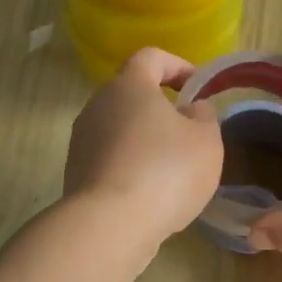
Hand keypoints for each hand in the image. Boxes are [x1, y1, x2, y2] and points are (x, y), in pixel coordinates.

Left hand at [64, 47, 222, 247]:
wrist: (110, 225)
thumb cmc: (166, 171)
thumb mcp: (206, 140)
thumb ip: (204, 115)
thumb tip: (191, 108)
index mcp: (129, 85)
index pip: (151, 57)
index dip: (178, 66)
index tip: (197, 87)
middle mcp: (98, 104)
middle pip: (131, 94)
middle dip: (161, 107)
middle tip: (188, 131)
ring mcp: (82, 140)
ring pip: (119, 128)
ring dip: (144, 139)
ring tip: (171, 168)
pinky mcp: (75, 172)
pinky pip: (109, 158)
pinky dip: (130, 166)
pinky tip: (149, 193)